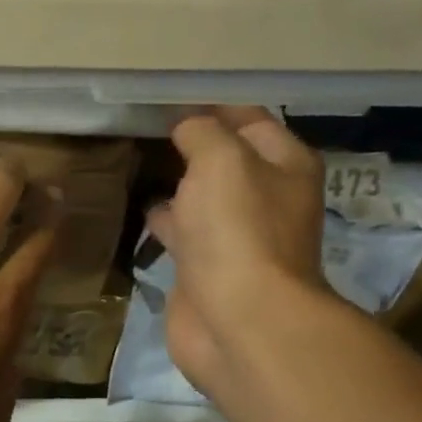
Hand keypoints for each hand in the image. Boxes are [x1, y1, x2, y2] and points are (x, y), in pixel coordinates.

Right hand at [145, 107, 330, 397]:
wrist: (239, 321)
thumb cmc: (237, 230)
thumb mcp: (220, 160)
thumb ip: (202, 133)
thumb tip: (186, 127)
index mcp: (284, 166)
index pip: (250, 120)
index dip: (213, 107)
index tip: (168, 100)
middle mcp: (266, 198)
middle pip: (226, 161)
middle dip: (192, 146)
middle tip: (145, 131)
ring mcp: (235, 237)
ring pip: (202, 199)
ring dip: (177, 186)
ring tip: (137, 165)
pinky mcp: (206, 270)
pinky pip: (182, 234)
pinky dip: (163, 222)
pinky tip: (137, 209)